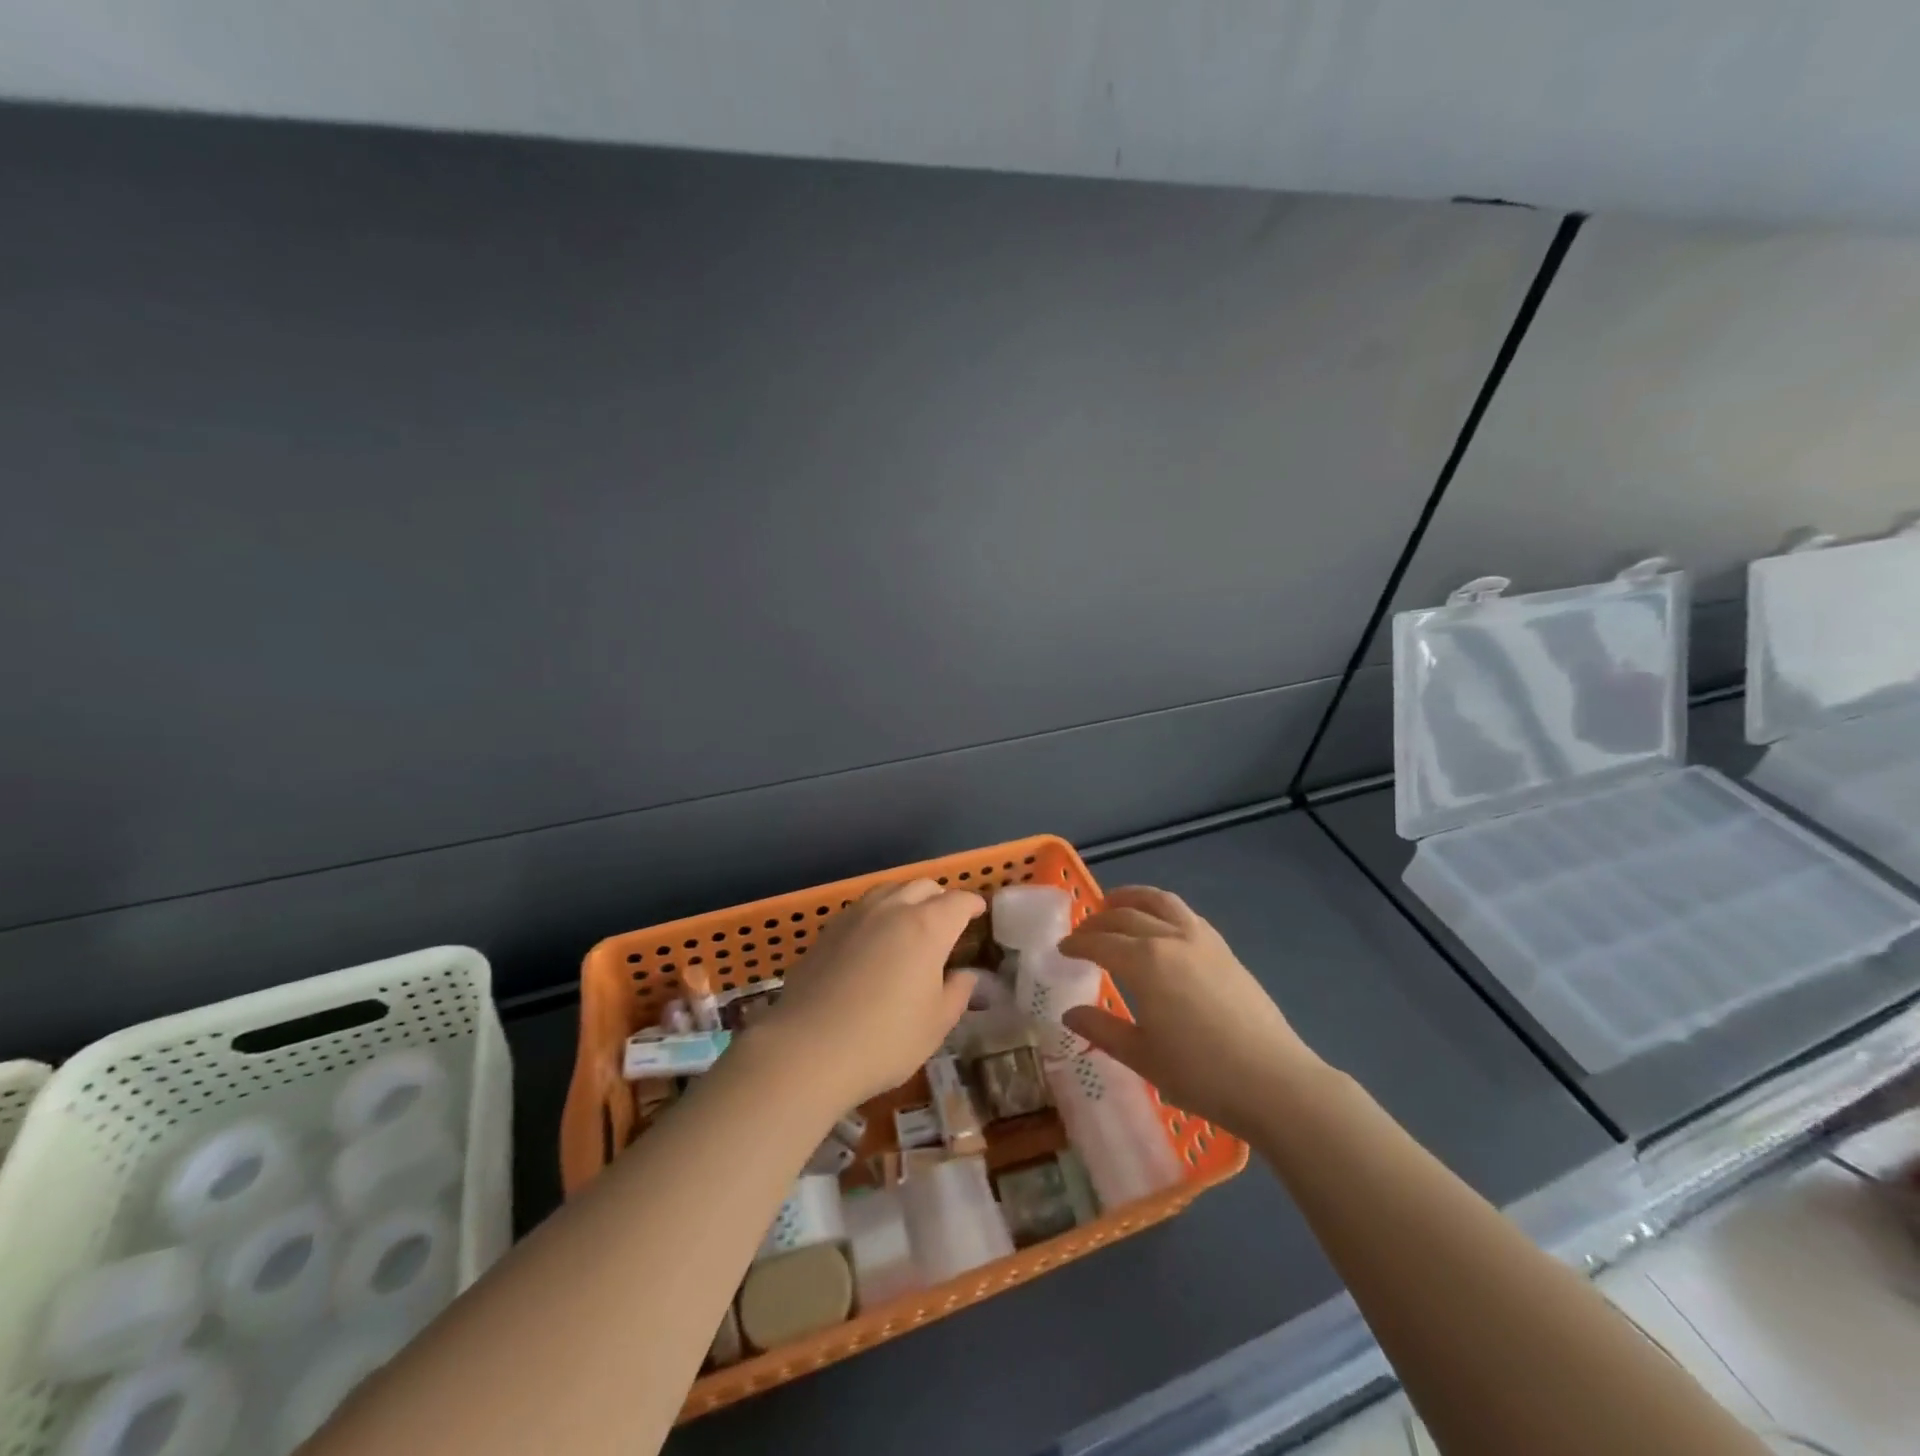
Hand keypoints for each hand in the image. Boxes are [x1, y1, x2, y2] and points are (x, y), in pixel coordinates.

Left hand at [754, 879, 983, 1108]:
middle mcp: (892, 909)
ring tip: (911, 921)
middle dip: (941, 897)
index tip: (979, 912)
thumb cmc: (884, 1040)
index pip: (958, 901)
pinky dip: (878, 912)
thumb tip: (966, 975)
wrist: (807, 1049)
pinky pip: (862, 907)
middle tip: (948, 919)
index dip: (972, 904)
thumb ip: (957, 993)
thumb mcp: (935, 1025)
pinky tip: (875, 937)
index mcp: (928, 927)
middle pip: (923, 886)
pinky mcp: (828, 930)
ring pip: (889, 889)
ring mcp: (856, 915)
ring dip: (907, 898)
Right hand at [1058, 886, 1324, 1137]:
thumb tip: (1069, 1014)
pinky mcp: (1225, 950)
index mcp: (1144, 962)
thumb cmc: (1201, 1075)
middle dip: (1098, 920)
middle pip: (1126, 916)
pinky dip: (1162, 909)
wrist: (1274, 1082)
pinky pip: (1185, 914)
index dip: (1077, 944)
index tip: (1062, 950)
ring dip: (1132, 898)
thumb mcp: (1142, 1057)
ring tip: (1115, 902)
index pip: (1100, 942)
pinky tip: (1160, 924)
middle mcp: (1170, 939)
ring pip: (1160, 902)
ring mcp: (1202, 940)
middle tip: (1082, 932)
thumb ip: (1102, 1030)